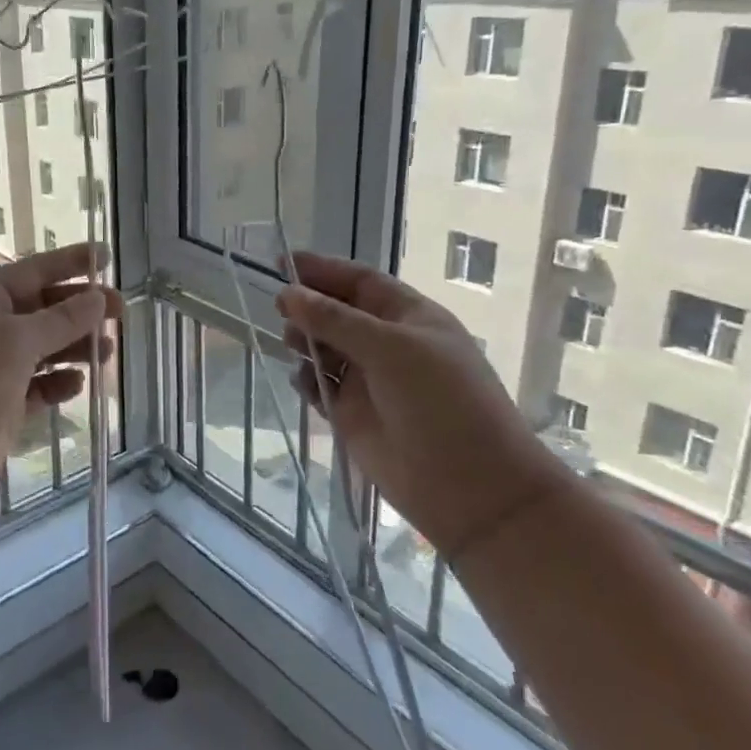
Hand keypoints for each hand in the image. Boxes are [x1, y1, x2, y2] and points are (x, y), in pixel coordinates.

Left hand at [0, 243, 122, 532]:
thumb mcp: (15, 342)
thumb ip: (60, 319)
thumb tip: (97, 298)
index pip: (30, 272)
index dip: (68, 263)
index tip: (105, 257)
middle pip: (40, 310)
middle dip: (79, 310)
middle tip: (121, 312)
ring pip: (41, 350)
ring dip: (74, 348)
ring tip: (107, 352)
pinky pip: (37, 387)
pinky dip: (58, 384)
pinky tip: (78, 386)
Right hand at [277, 252, 560, 558]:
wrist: (471, 488)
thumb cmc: (442, 403)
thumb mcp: (391, 349)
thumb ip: (335, 320)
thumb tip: (287, 294)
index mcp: (409, 317)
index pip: (360, 281)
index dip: (323, 269)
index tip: (282, 261)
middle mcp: (388, 344)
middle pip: (337, 312)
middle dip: (309, 306)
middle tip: (280, 307)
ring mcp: (369, 380)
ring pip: (324, 348)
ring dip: (305, 340)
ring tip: (293, 343)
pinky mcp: (352, 415)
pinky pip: (319, 386)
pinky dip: (306, 379)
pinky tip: (303, 381)